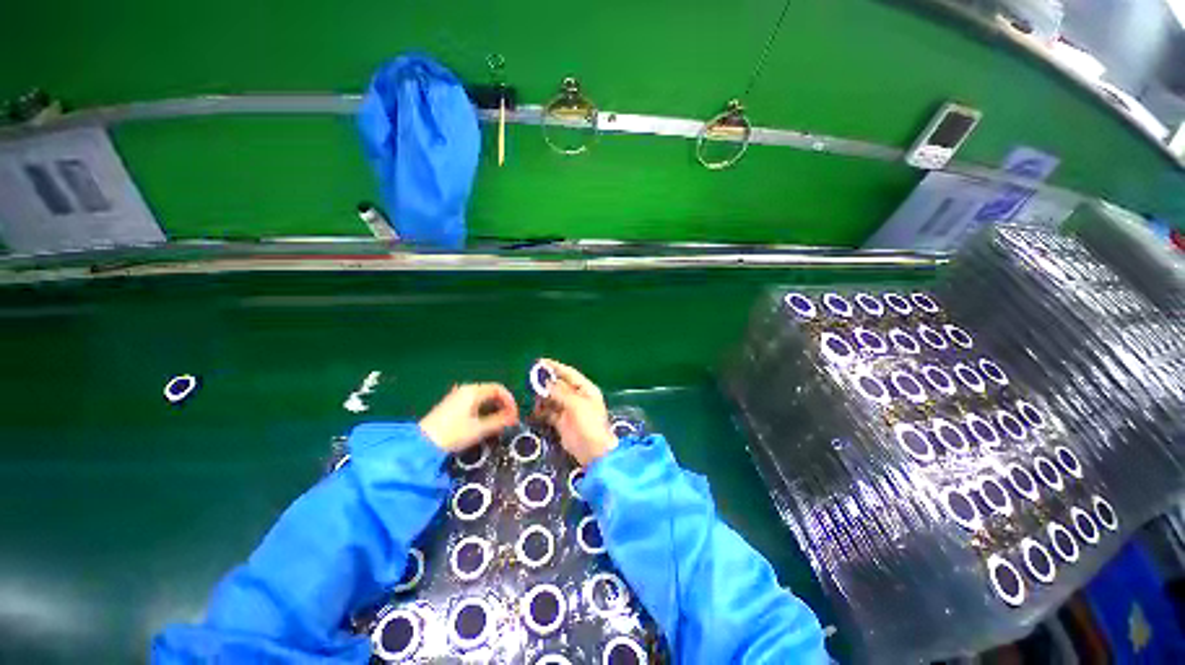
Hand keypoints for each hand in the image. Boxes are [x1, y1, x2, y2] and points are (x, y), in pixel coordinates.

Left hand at [420, 383, 518, 452]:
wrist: (421, 444)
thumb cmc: (452, 434)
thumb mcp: (479, 429)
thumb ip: (499, 421)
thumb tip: (515, 418)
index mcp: (473, 391)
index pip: (499, 389)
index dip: (510, 401)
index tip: (514, 415)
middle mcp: (465, 389)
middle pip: (491, 392)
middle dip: (503, 404)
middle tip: (509, 419)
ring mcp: (457, 396)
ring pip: (482, 397)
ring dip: (494, 408)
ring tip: (499, 422)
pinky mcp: (451, 405)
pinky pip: (474, 402)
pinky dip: (483, 409)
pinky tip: (484, 422)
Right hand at [534, 359, 616, 465]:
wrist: (593, 452)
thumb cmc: (589, 424)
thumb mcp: (576, 404)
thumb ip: (560, 392)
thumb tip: (546, 382)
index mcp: (586, 389)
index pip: (569, 373)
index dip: (555, 367)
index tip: (540, 362)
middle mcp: (577, 397)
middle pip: (559, 385)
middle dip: (546, 383)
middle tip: (530, 381)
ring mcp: (569, 410)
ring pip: (553, 398)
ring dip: (542, 397)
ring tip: (531, 397)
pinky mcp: (562, 422)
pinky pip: (549, 412)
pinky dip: (541, 411)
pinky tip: (533, 411)